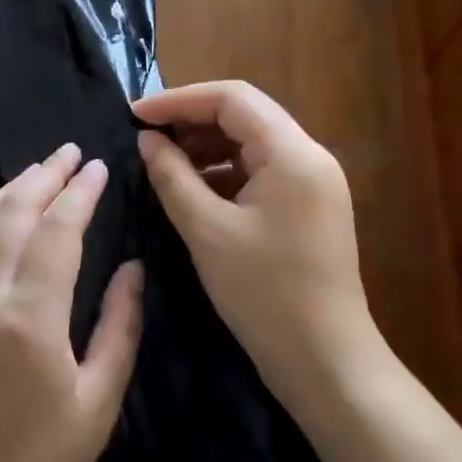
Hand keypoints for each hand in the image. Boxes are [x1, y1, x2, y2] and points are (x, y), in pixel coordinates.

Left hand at [0, 144, 143, 461]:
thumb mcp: (99, 403)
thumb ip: (120, 327)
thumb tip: (133, 266)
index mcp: (30, 317)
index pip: (58, 231)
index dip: (81, 193)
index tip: (100, 167)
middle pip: (14, 214)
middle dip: (44, 176)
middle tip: (70, 153)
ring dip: (9, 190)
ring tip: (37, 171)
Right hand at [135, 81, 383, 421]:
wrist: (326, 363)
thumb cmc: (265, 294)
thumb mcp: (207, 231)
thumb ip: (172, 176)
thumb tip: (147, 140)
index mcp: (292, 153)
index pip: (232, 98)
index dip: (179, 100)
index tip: (135, 115)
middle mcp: (309, 156)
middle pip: (244, 115)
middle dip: (191, 120)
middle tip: (145, 137)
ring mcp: (313, 182)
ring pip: (251, 142)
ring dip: (206, 146)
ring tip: (162, 162)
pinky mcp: (308, 206)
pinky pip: (260, 170)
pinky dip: (224, 171)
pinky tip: (193, 189)